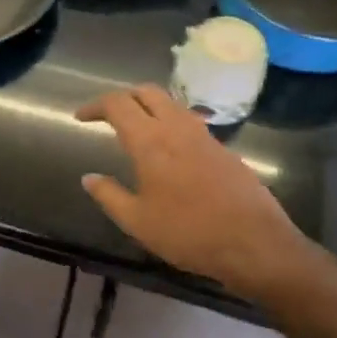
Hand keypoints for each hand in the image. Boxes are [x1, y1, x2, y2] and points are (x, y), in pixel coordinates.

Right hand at [77, 85, 312, 296]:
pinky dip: (171, 124)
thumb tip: (89, 177)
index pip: (117, 104)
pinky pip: (190, 123)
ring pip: (172, 104)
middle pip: (147, 92)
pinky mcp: (224, 150)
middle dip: (123, 97)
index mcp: (150, 141)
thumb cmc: (189, 233)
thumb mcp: (137, 221)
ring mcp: (205, 137)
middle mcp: (177, 129)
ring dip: (149, 107)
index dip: (95, 106)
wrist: (255, 245)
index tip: (81, 118)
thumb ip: (109, 195)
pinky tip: (169, 151)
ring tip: (137, 128)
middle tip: (108, 116)